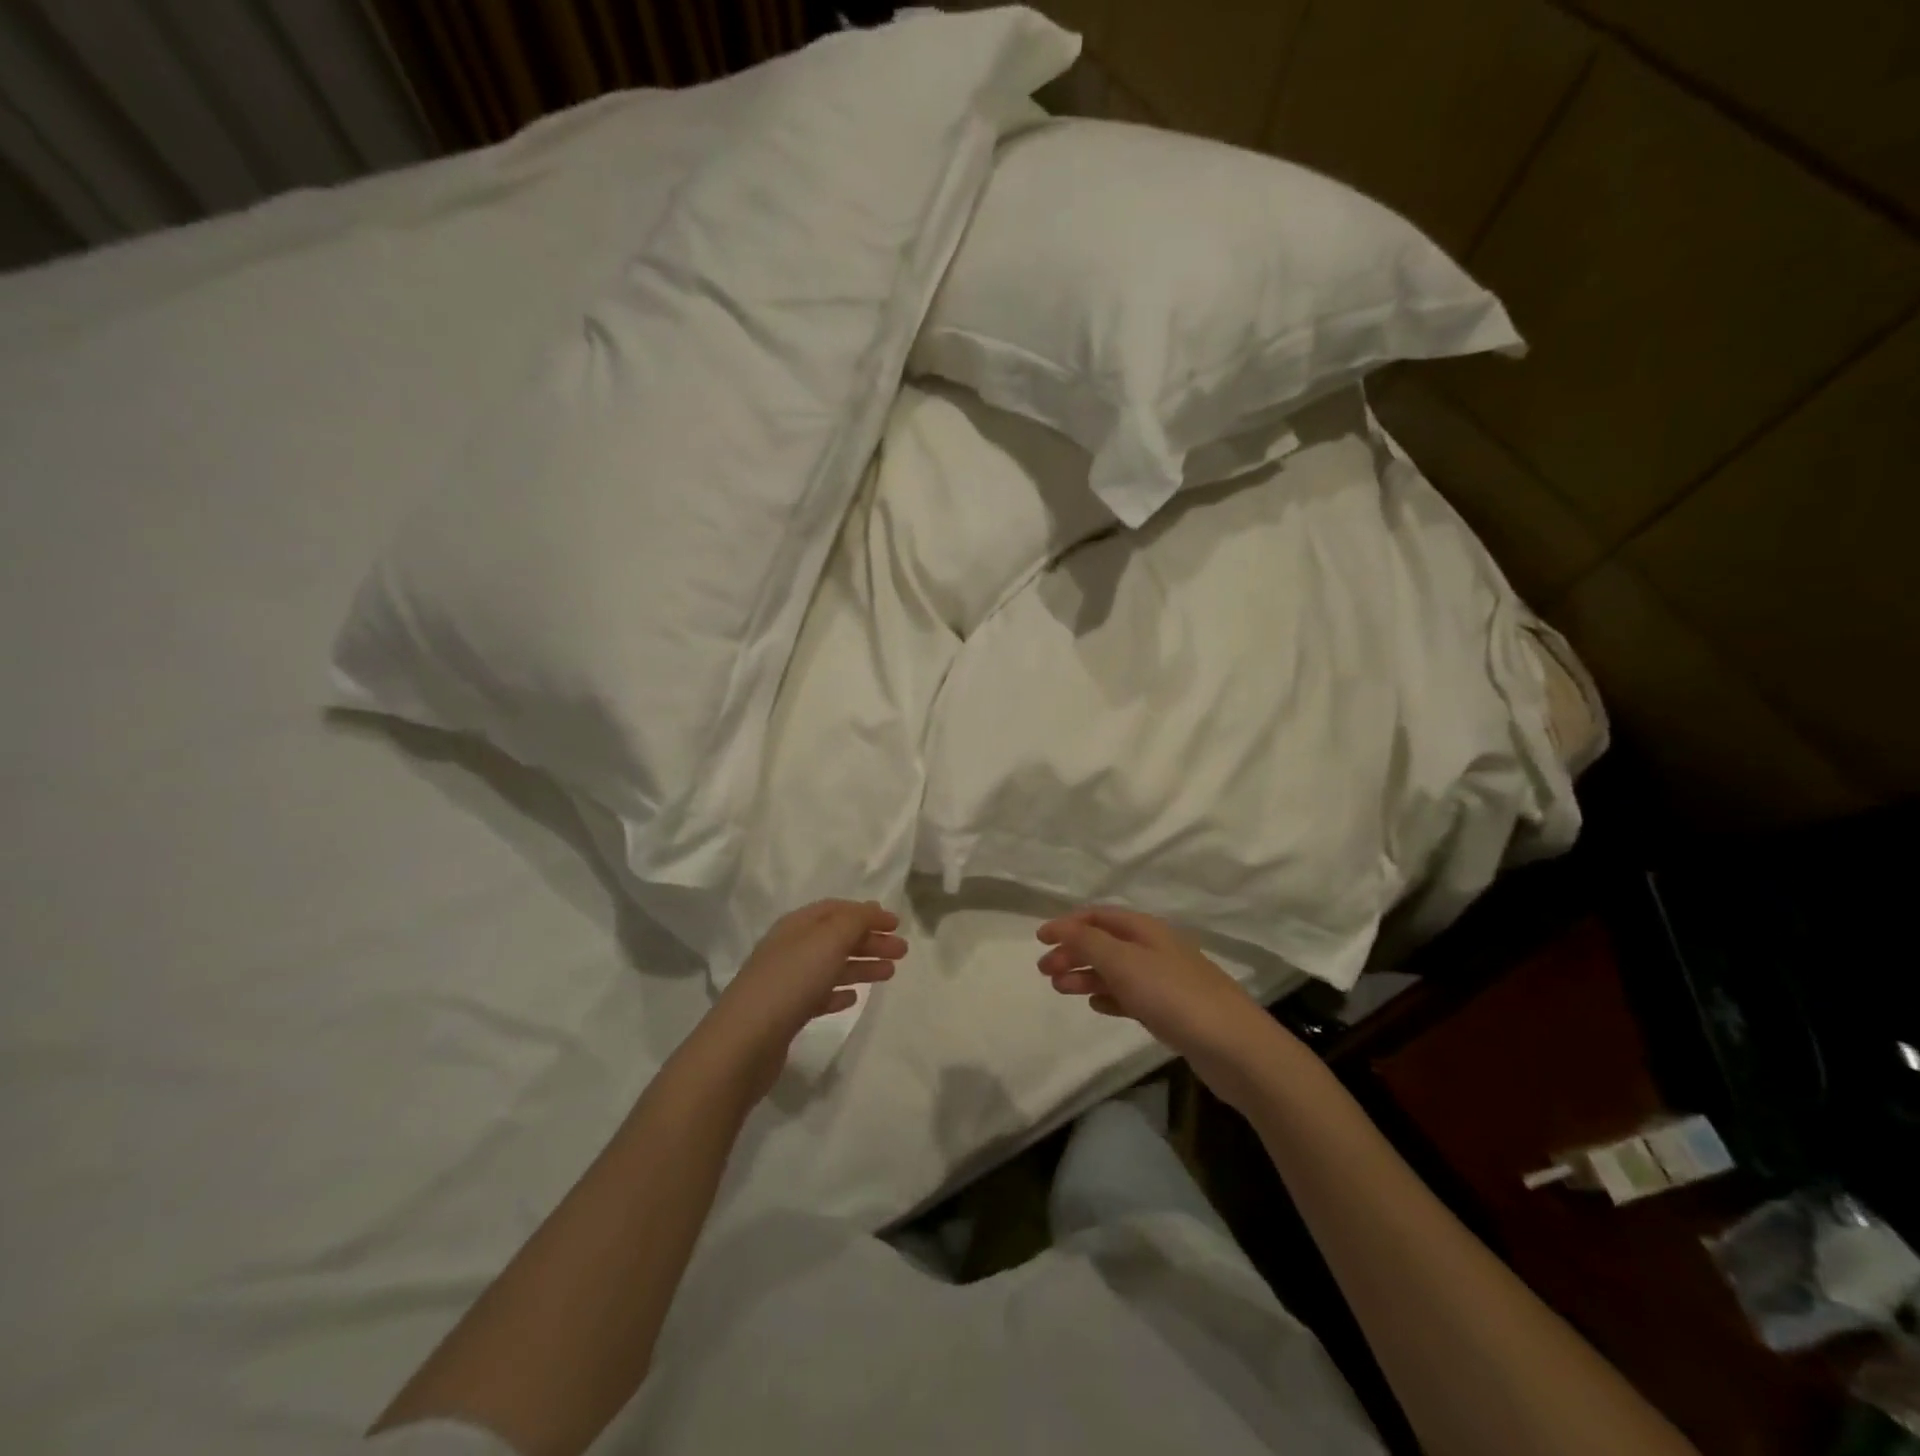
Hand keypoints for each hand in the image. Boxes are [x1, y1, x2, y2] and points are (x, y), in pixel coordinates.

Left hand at [704, 900, 906, 1099]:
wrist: (745, 1042)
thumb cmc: (790, 982)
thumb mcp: (827, 940)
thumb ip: (854, 921)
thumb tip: (871, 910)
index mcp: (797, 926)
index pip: (836, 909)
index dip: (867, 913)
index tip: (897, 923)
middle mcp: (790, 948)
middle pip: (836, 937)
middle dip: (870, 940)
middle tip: (902, 952)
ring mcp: (787, 981)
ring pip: (831, 966)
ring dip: (861, 965)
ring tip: (889, 974)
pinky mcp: (786, 1013)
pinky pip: (819, 995)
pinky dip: (839, 992)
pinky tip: (854, 999)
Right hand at [1037, 906, 1278, 1108]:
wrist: (1233, 1046)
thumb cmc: (1173, 996)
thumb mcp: (1123, 962)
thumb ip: (1088, 942)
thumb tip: (1061, 927)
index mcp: (1145, 929)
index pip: (1098, 916)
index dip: (1067, 924)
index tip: (1039, 939)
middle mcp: (1154, 948)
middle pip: (1105, 942)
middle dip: (1073, 952)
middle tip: (1044, 971)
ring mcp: (1164, 980)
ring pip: (1115, 970)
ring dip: (1086, 975)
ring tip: (1061, 989)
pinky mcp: (1171, 1010)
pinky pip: (1130, 995)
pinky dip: (1109, 996)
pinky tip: (1096, 1006)